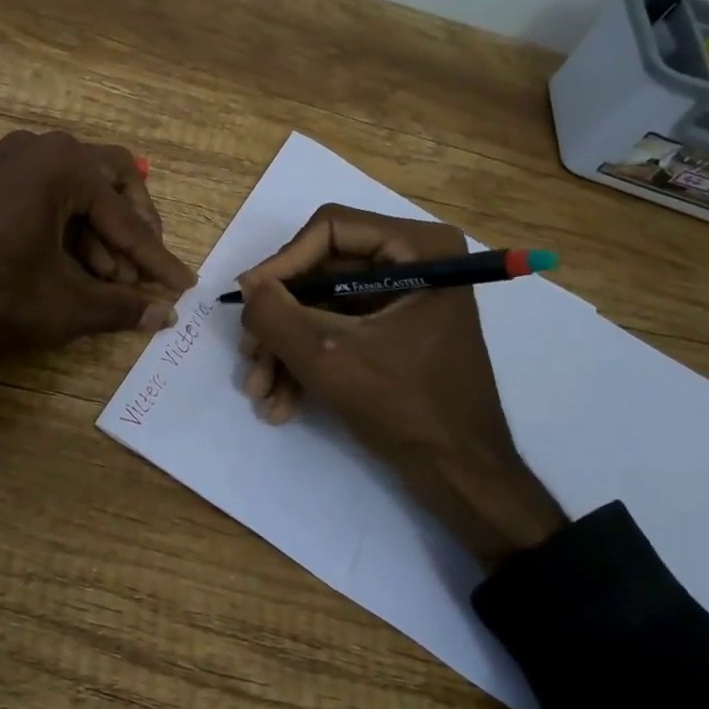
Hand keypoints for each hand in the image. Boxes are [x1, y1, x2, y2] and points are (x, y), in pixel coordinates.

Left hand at [0, 130, 196, 362]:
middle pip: (113, 183)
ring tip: (105, 283)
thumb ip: (119, 308)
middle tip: (143, 273)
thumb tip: (165, 315)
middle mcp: (42, 148)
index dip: (158, 261)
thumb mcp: (58, 307)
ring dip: (99, 234)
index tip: (185, 286)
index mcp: (66, 165)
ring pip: (78, 190)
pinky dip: (66, 228)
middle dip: (134, 230)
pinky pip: (45, 195)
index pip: (129, 220)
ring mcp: (10, 159)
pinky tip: (68, 267)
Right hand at [237, 204, 565, 570]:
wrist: (461, 478)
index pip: (330, 230)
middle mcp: (414, 262)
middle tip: (249, 356)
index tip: (249, 303)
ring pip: (322, 306)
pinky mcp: (392, 330)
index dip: (282, 264)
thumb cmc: (406, 407)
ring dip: (285, 349)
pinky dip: (307, 362)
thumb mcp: (328, 358)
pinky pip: (337, 330)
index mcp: (419, 248)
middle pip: (320, 271)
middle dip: (280, 321)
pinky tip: (282, 404)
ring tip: (260, 393)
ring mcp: (403, 298)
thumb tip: (247, 283)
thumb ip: (275, 314)